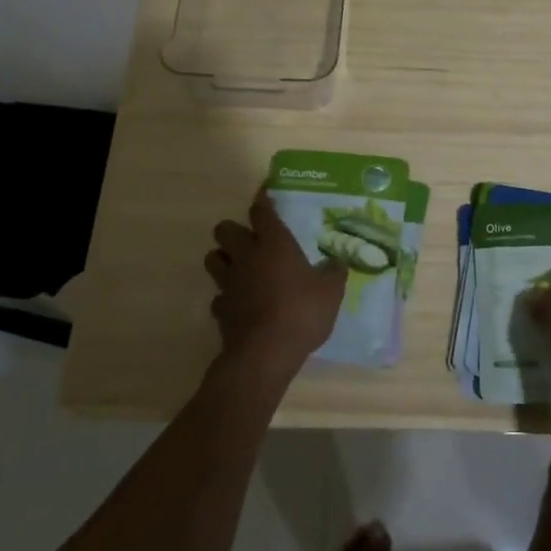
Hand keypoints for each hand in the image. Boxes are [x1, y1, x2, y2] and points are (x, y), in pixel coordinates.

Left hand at [204, 192, 345, 378]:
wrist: (265, 353)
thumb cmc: (301, 312)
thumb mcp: (331, 291)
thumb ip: (334, 272)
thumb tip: (337, 262)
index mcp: (273, 243)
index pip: (261, 211)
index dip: (263, 202)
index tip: (265, 197)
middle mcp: (246, 256)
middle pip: (224, 229)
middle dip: (233, 231)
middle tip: (251, 241)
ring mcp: (228, 282)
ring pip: (212, 258)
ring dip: (223, 259)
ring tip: (240, 268)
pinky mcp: (220, 309)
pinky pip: (218, 295)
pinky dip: (227, 296)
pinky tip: (240, 304)